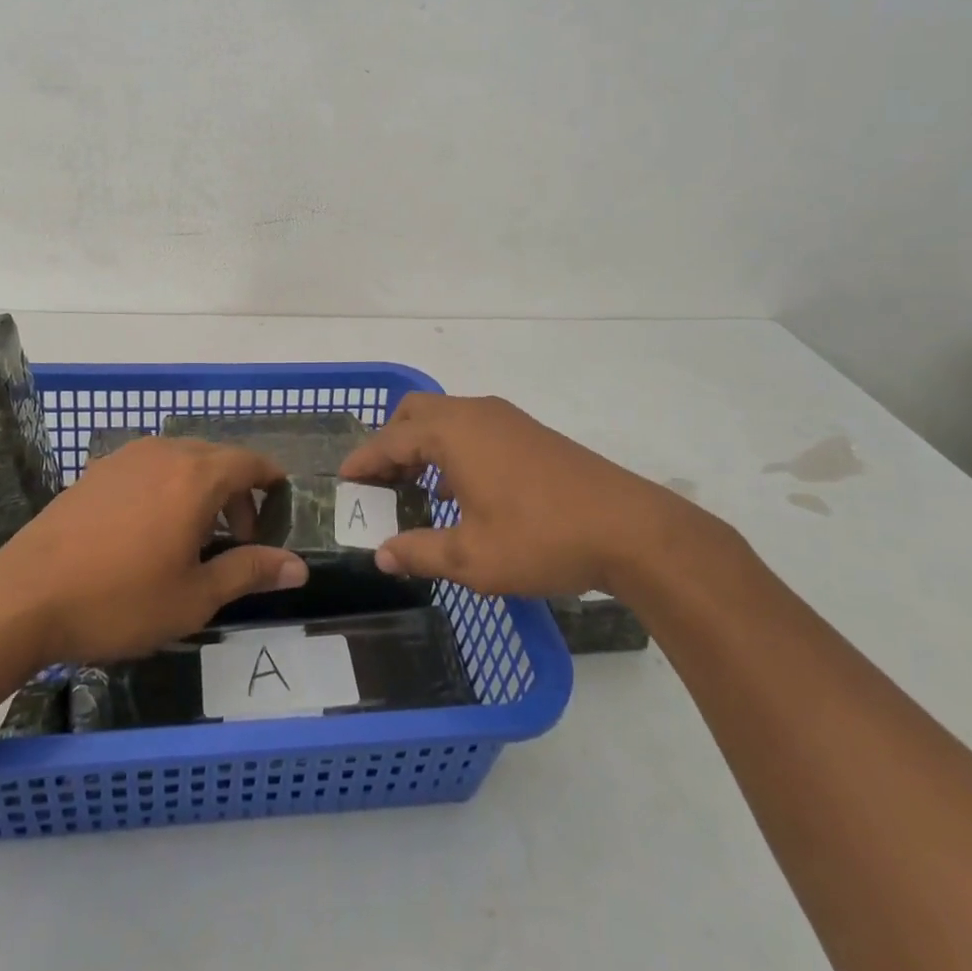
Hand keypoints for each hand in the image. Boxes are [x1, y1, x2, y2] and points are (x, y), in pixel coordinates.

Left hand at [0, 438, 307, 661]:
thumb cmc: (120, 600)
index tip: (279, 501)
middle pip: (217, 458)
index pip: (249, 462)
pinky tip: (150, 528)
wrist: (25, 596)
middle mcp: (165, 453)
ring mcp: (127, 457)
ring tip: (194, 536)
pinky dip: (167, 486)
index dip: (270, 479)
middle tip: (237, 539)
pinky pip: (149, 466)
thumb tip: (298, 567)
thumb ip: (249, 572)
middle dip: (236, 492)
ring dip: (201, 488)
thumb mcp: (194, 598)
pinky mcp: (98, 470)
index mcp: (196, 477)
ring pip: (181, 460)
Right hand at [339, 393, 685, 597]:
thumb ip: (419, 551)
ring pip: (446, 418)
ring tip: (415, 489)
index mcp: (453, 433)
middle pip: (415, 413)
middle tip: (381, 483)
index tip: (343, 480)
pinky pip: (472, 428)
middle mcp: (475, 413)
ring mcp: (506, 419)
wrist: (629, 529)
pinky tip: (460, 490)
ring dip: (422, 445)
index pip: (390, 439)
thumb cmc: (540, 538)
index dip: (363, 460)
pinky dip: (451, 448)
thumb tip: (381, 554)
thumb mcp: (471, 557)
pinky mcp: (529, 432)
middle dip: (391, 442)